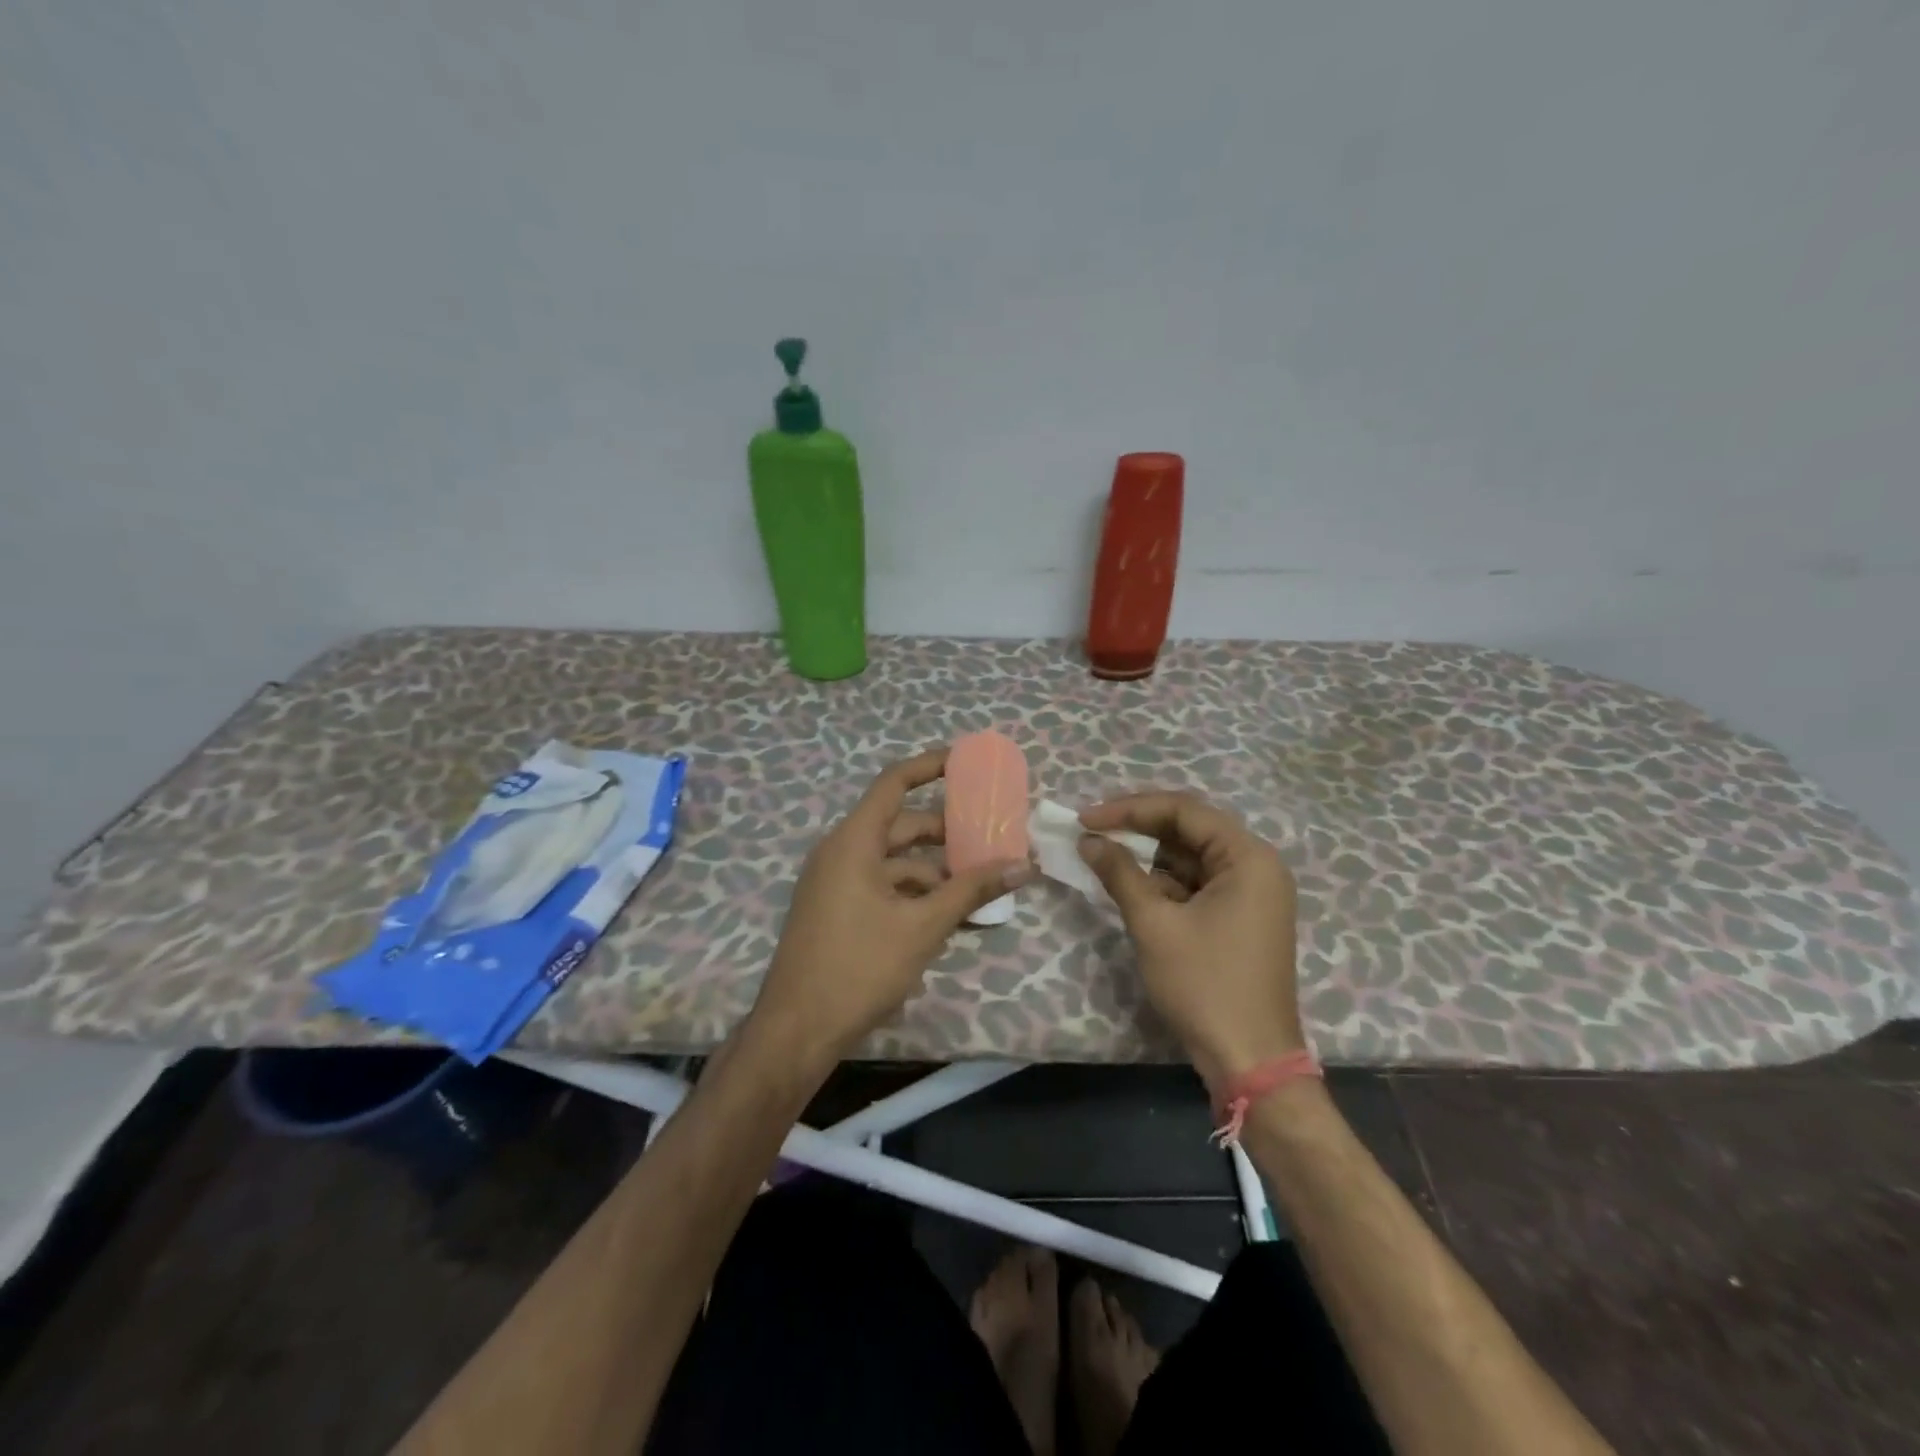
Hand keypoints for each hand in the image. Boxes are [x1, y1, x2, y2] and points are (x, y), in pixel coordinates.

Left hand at [748, 749, 1033, 1067]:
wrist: (797, 1030)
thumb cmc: (859, 967)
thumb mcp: (923, 927)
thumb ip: (972, 890)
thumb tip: (1022, 864)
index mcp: (854, 841)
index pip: (894, 783)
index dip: (930, 766)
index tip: (966, 762)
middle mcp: (841, 852)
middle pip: (900, 825)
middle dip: (946, 832)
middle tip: (991, 836)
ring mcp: (836, 883)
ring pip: (894, 861)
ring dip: (935, 871)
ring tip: (980, 885)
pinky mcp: (837, 910)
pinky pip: (882, 886)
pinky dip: (914, 894)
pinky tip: (947, 916)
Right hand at [1077, 792, 1304, 1090]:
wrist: (1249, 1060)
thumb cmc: (1205, 985)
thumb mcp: (1154, 924)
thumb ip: (1119, 873)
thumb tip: (1088, 840)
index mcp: (1248, 858)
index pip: (1184, 810)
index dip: (1130, 809)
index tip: (1085, 818)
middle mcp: (1256, 866)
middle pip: (1190, 830)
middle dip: (1138, 828)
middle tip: (1091, 831)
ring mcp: (1251, 894)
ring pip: (1190, 857)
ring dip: (1148, 855)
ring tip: (1101, 853)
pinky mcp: (1240, 918)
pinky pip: (1197, 884)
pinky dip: (1163, 882)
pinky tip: (1128, 884)